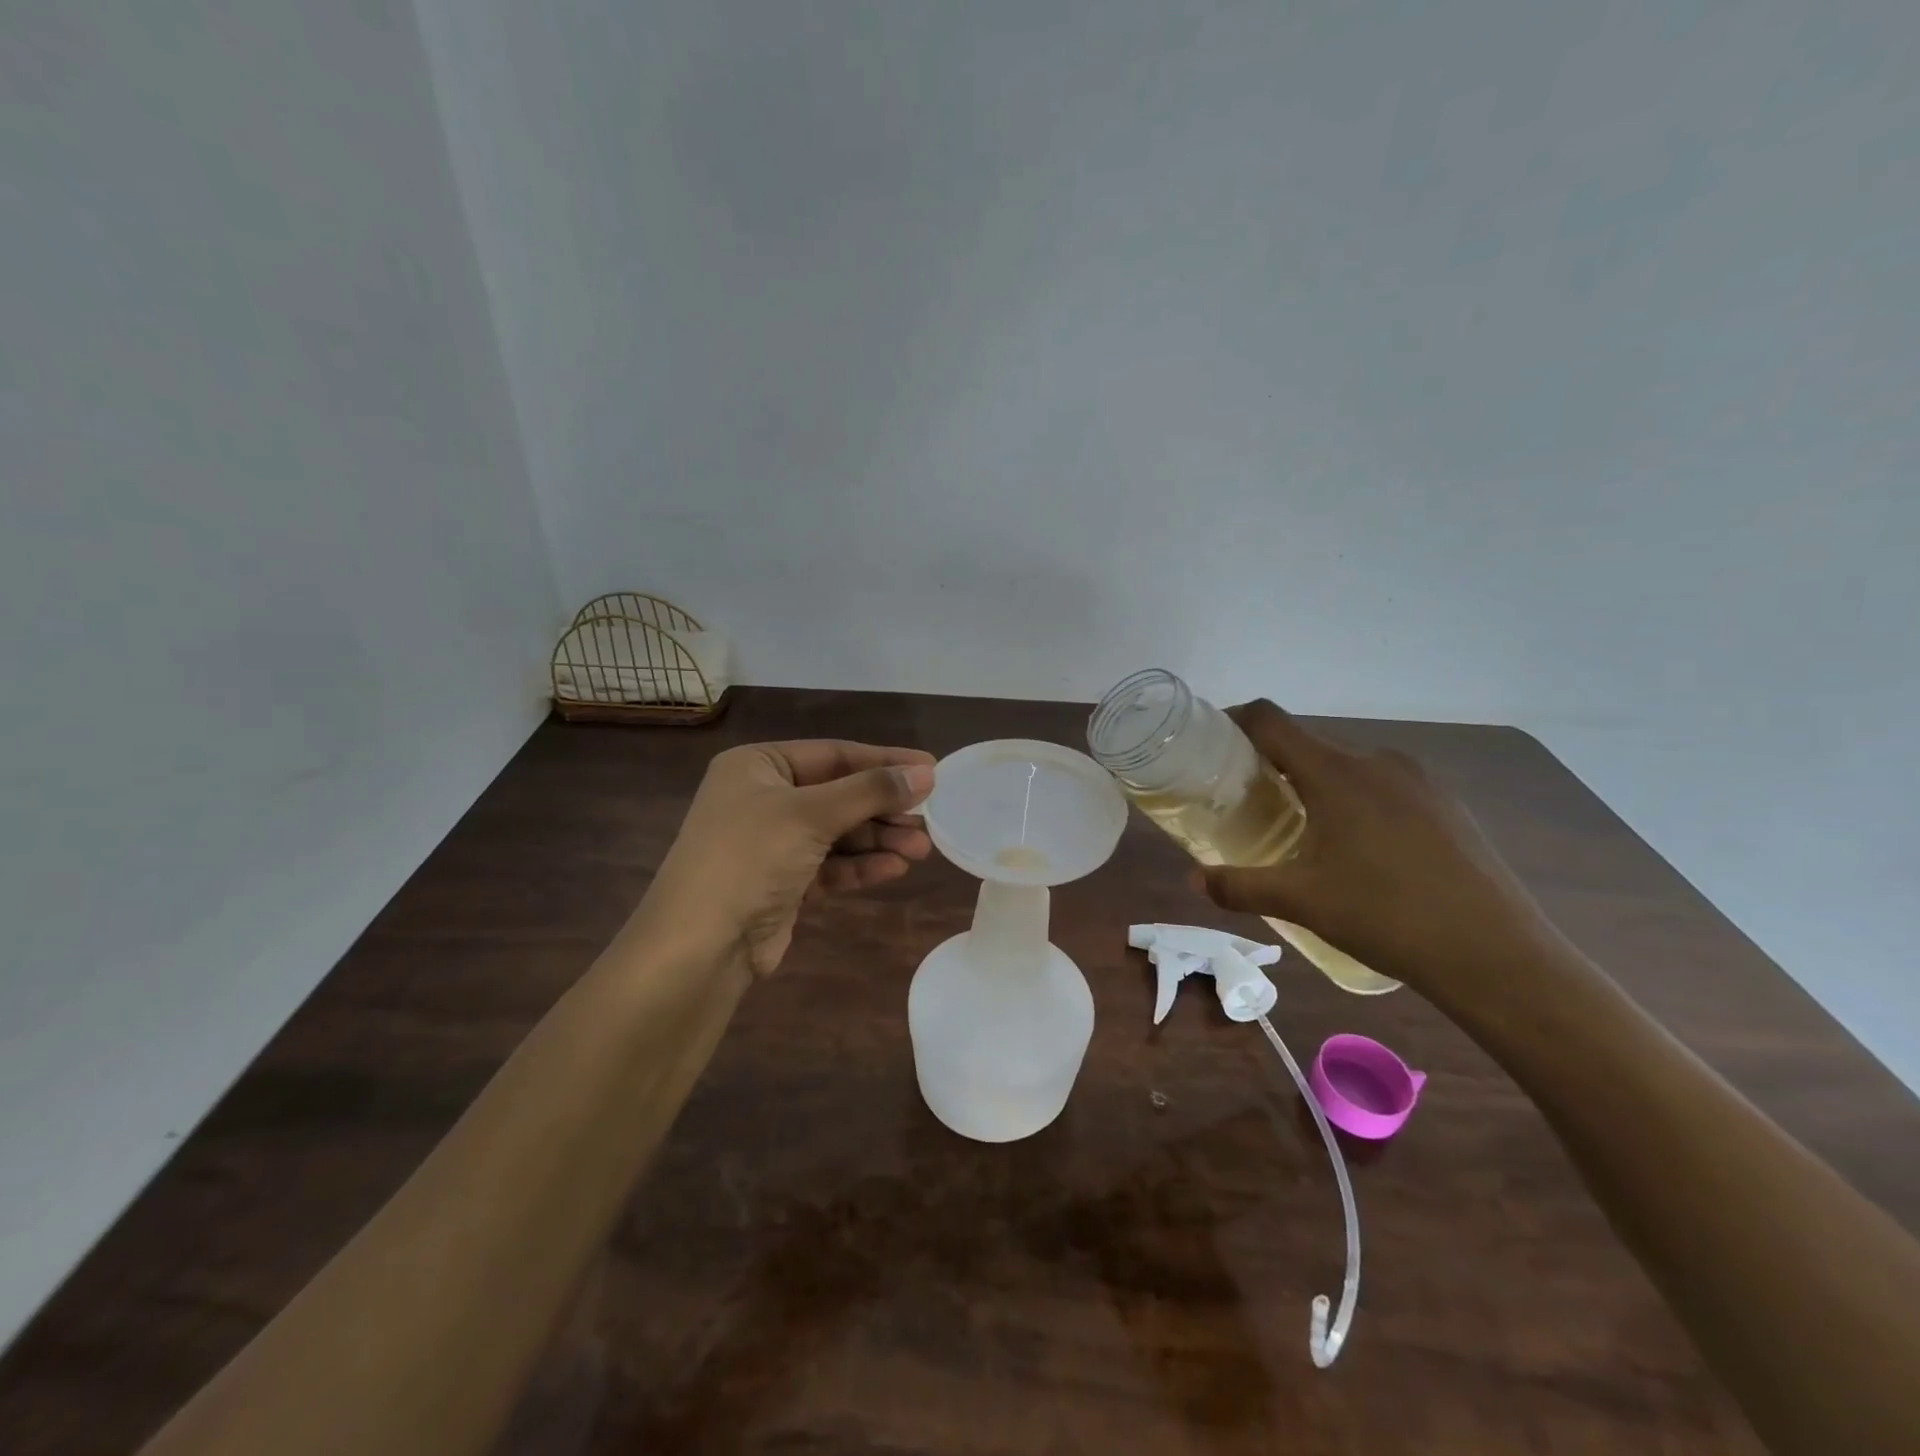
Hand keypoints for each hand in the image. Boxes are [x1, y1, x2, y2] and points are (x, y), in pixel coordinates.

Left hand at [639, 740, 935, 977]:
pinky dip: (861, 867)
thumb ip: (870, 791)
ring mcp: (772, 844)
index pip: (833, 754)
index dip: (884, 761)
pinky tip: (894, 868)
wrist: (699, 947)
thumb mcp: (811, 814)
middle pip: (839, 794)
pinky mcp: (783, 883)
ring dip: (879, 839)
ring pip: (838, 833)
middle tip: (929, 818)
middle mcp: (763, 799)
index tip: (932, 768)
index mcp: (758, 766)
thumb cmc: (749, 858)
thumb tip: (926, 771)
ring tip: (921, 849)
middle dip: (884, 808)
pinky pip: (831, 866)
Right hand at [1199, 702, 1556, 992]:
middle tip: (1246, 800)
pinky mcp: (1446, 804)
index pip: (1270, 720)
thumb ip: (1239, 886)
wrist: (1496, 954)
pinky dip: (1354, 799)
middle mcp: (1376, 761)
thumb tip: (1194, 879)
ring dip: (1313, 783)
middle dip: (1270, 763)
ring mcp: (1419, 780)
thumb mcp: (1300, 901)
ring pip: (1347, 765)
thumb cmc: (1385, 916)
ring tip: (1299, 827)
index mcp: (1335, 772)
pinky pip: (1383, 785)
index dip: (1233, 721)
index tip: (1209, 744)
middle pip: (1307, 743)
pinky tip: (1358, 848)